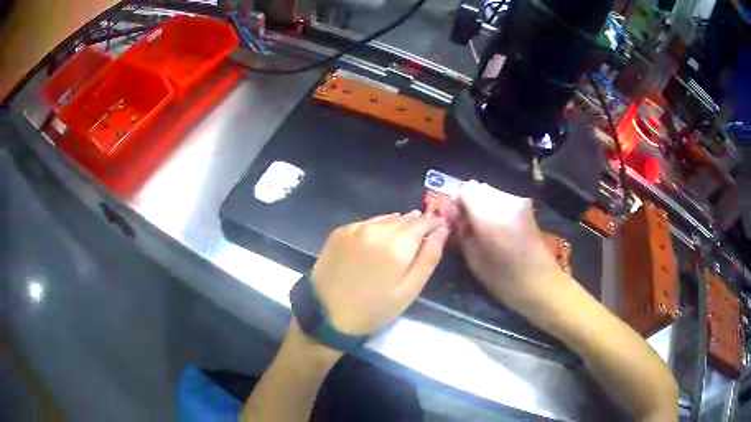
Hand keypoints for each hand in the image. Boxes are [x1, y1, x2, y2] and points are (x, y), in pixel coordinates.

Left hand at [311, 211, 449, 335]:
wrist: (326, 313)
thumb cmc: (373, 309)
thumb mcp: (408, 290)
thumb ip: (428, 258)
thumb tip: (442, 230)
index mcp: (397, 245)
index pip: (423, 223)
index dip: (435, 223)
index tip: (441, 227)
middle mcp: (376, 229)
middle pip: (405, 218)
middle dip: (418, 223)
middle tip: (424, 233)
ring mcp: (356, 228)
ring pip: (386, 218)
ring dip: (398, 224)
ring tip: (404, 237)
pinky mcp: (340, 231)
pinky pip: (367, 223)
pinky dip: (378, 227)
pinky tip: (378, 241)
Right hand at [454, 180, 563, 306]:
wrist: (542, 284)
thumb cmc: (505, 281)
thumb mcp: (474, 262)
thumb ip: (463, 234)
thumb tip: (457, 218)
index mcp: (490, 216)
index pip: (466, 189)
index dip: (457, 202)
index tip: (456, 220)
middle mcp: (505, 202)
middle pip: (479, 188)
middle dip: (470, 203)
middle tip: (467, 225)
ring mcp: (519, 202)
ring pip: (491, 192)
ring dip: (483, 205)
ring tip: (484, 229)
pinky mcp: (527, 207)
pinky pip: (503, 199)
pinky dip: (496, 208)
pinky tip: (498, 228)